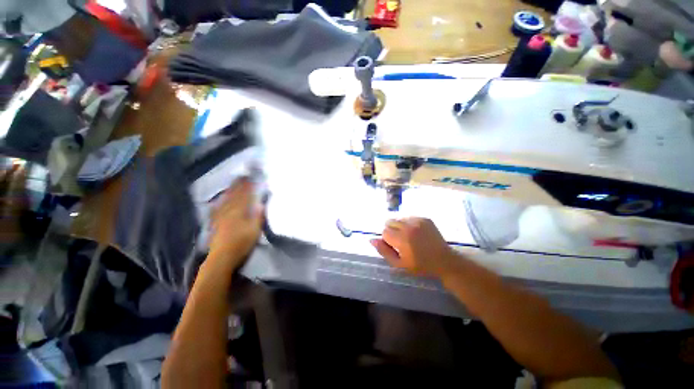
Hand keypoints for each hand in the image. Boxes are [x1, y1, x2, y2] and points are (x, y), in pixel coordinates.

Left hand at [207, 178, 263, 272]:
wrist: (222, 256)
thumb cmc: (241, 243)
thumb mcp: (255, 230)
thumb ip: (258, 216)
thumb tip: (261, 204)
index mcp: (240, 212)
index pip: (245, 196)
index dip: (248, 186)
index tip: (251, 177)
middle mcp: (229, 211)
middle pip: (234, 195)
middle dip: (238, 185)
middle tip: (241, 176)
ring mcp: (220, 216)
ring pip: (226, 200)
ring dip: (230, 190)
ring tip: (233, 183)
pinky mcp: (216, 222)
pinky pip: (217, 208)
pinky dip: (220, 201)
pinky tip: (220, 199)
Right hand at [370, 217, 458, 277]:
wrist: (444, 260)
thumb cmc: (420, 265)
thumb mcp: (399, 264)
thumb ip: (384, 251)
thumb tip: (372, 239)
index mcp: (402, 239)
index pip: (384, 232)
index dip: (387, 240)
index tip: (395, 246)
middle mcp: (409, 226)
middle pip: (389, 222)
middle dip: (391, 231)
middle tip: (400, 241)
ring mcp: (418, 221)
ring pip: (398, 218)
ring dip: (399, 226)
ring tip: (408, 236)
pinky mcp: (425, 218)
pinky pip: (409, 217)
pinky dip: (408, 224)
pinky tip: (416, 233)